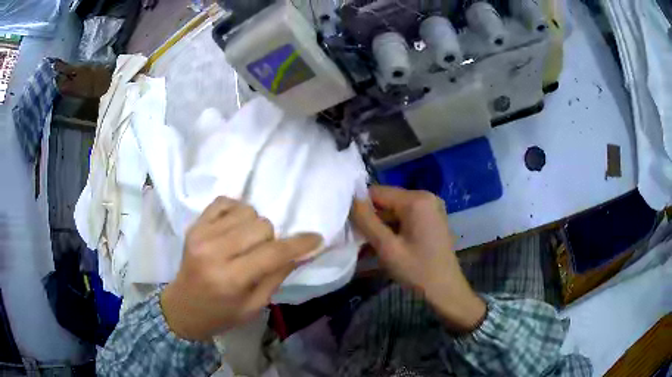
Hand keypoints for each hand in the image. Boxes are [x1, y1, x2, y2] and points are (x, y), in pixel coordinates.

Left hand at [161, 197, 322, 340]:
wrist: (183, 307)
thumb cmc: (221, 314)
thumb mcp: (255, 305)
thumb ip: (278, 275)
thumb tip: (303, 252)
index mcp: (231, 279)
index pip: (273, 253)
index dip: (299, 244)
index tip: (316, 238)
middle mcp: (214, 251)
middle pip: (261, 225)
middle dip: (271, 239)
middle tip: (263, 254)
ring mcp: (201, 234)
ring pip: (246, 210)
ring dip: (254, 225)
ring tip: (246, 242)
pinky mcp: (194, 225)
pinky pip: (225, 201)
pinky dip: (236, 210)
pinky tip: (234, 227)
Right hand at [351, 186, 485, 332]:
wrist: (445, 290)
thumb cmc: (417, 270)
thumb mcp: (387, 247)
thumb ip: (367, 221)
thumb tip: (351, 199)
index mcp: (416, 200)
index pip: (377, 192)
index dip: (360, 207)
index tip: (350, 226)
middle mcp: (425, 197)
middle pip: (387, 200)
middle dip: (371, 218)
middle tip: (358, 239)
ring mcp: (430, 208)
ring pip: (394, 210)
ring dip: (380, 226)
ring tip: (367, 246)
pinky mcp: (431, 218)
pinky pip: (405, 217)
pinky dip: (393, 229)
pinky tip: (384, 246)